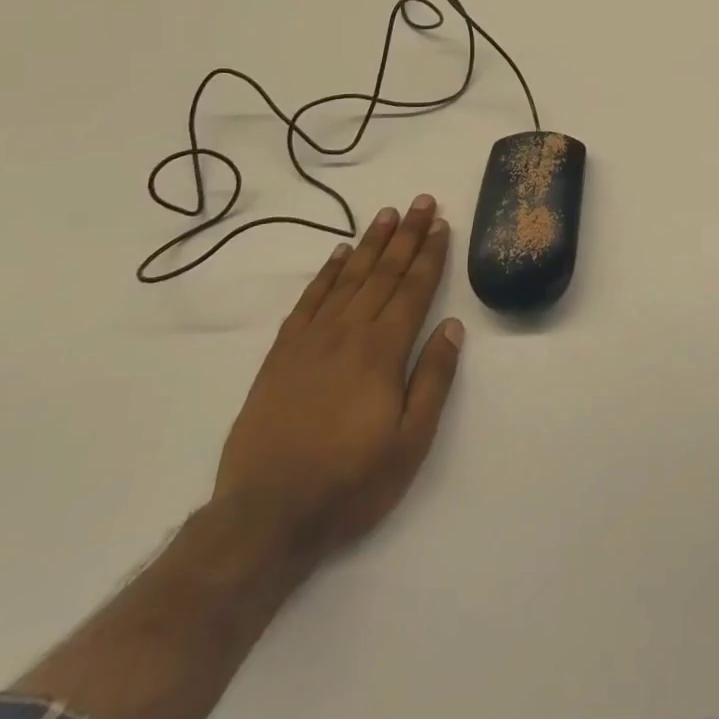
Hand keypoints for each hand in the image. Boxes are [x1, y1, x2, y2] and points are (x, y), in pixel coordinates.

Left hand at [212, 195, 464, 561]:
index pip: (413, 289)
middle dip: (407, 235)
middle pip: (384, 273)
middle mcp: (349, 333)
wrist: (266, 516)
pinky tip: (339, 254)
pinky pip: (309, 300)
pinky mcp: (282, 354)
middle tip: (421, 202)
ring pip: (348, 278)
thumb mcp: (411, 442)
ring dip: (371, 244)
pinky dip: (326, 273)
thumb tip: (453, 326)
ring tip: (387, 214)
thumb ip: (434, 379)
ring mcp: (311, 340)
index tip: (441, 224)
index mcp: (383, 351)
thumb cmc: (350, 482)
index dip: (430, 255)